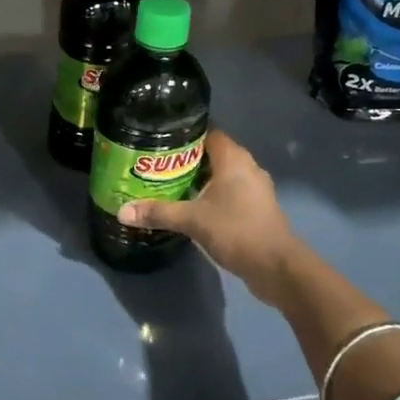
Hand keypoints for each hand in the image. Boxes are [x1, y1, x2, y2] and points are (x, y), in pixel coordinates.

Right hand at [118, 130, 300, 299]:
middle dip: (187, 159)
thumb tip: (122, 211)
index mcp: (234, 159)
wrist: (277, 267)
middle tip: (157, 165)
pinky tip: (193, 206)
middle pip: (213, 154)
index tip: (160, 140)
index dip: (185, 135)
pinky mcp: (257, 208)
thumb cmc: (236, 230)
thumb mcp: (192, 220)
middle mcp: (248, 167)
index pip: (208, 133)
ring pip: (222, 175)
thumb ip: (158, 212)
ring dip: (200, 179)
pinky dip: (213, 195)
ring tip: (170, 185)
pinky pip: (230, 192)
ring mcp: (256, 189)